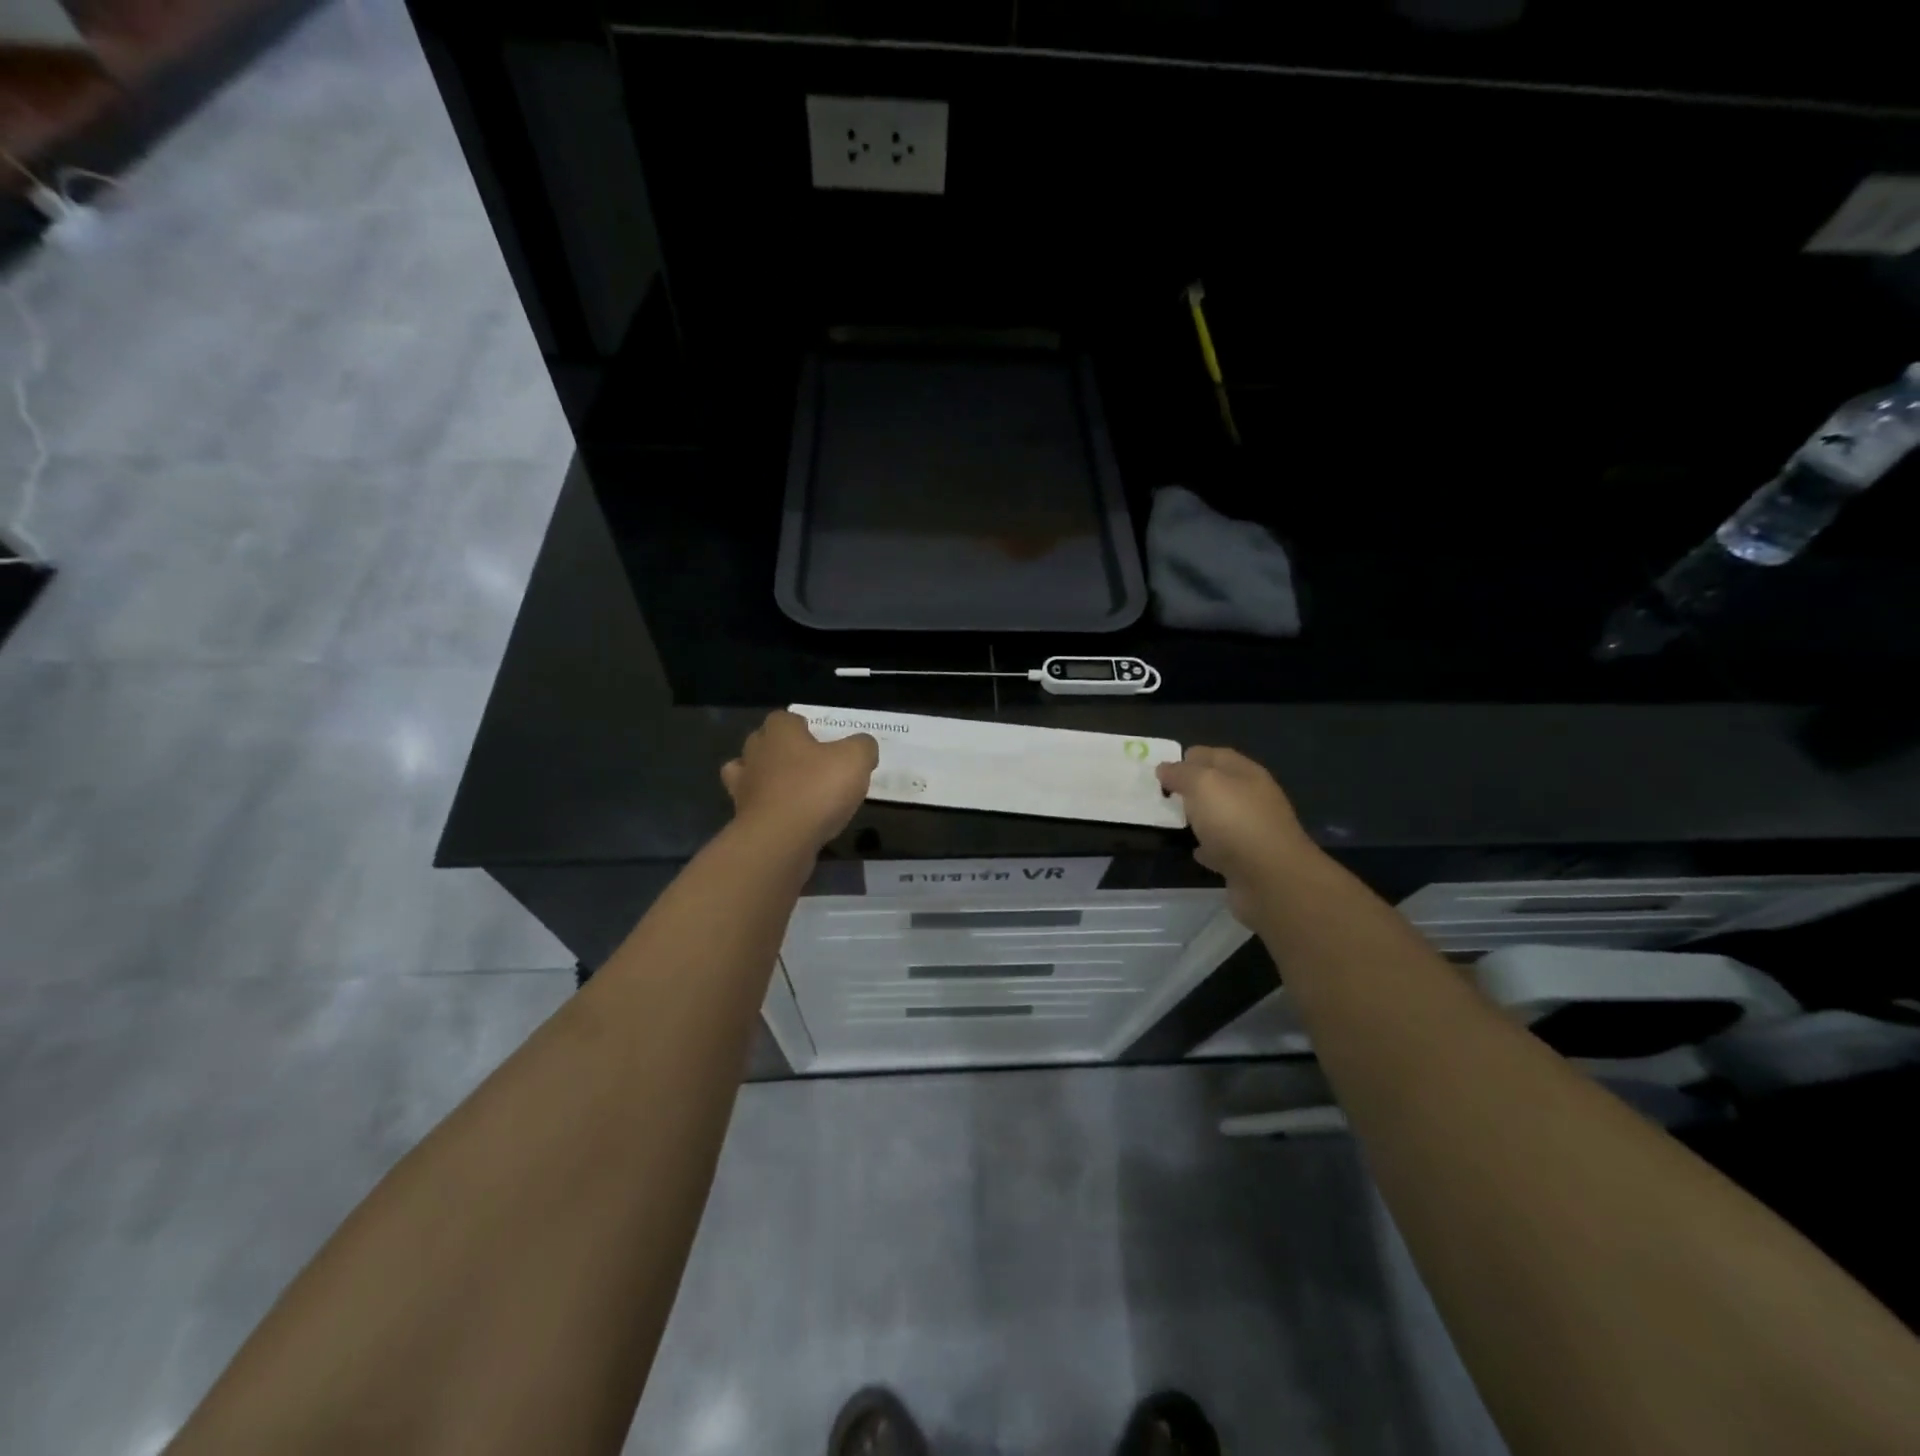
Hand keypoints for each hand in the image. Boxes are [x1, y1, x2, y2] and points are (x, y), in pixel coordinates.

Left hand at [721, 710, 877, 852]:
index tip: (820, 740)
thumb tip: (863, 746)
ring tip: (791, 790)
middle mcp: (755, 754)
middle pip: (764, 742)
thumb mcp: (855, 760)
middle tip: (809, 764)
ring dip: (766, 778)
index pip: (785, 718)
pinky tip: (785, 816)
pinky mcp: (742, 817)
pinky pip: (754, 805)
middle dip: (781, 749)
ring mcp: (743, 787)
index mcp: (780, 732)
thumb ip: (862, 746)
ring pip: (750, 773)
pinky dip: (766, 807)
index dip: (802, 726)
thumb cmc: (816, 790)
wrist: (779, 841)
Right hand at [1157, 746, 1316, 921]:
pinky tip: (1194, 850)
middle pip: (1218, 785)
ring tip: (1172, 820)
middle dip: (1192, 787)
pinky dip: (1208, 846)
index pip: (1215, 755)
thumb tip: (1164, 768)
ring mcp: (1252, 830)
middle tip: (1161, 794)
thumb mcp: (1203, 785)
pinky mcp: (1248, 860)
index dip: (1189, 757)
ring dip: (1199, 816)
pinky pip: (1222, 847)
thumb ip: (1181, 773)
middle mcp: (1252, 798)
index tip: (1161, 769)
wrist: (1271, 880)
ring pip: (1220, 816)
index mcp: (1245, 774)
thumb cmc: (1235, 822)